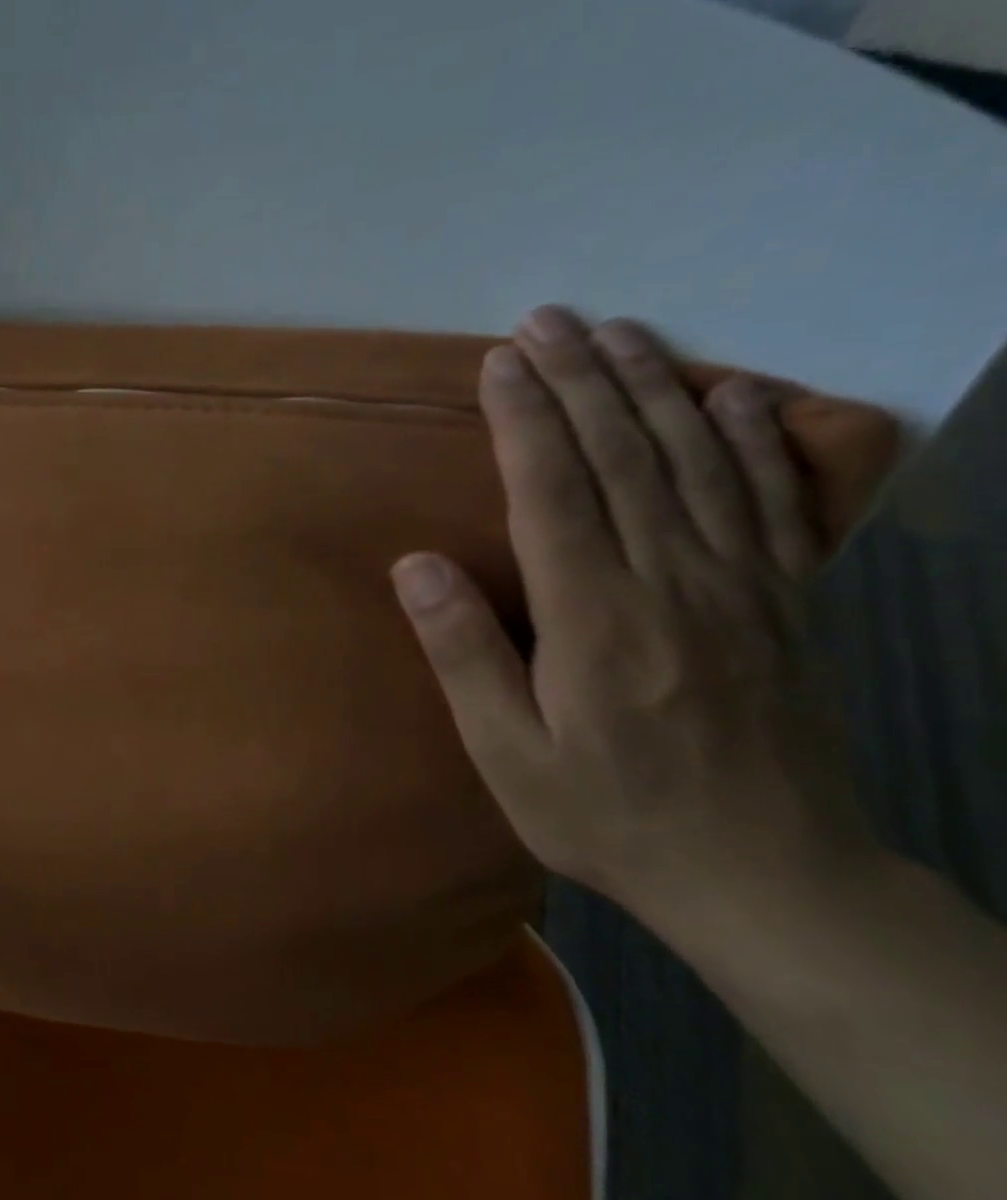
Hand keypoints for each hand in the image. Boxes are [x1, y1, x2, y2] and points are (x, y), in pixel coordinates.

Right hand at [391, 306, 871, 920]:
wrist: (768, 878)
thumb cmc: (610, 816)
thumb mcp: (509, 754)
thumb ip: (464, 654)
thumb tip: (416, 565)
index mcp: (593, 617)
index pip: (551, 490)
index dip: (523, 419)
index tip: (498, 363)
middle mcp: (671, 580)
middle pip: (620, 455)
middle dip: (578, 378)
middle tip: (545, 320)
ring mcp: (739, 585)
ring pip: (692, 460)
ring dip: (652, 386)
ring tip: (619, 330)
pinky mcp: (783, 601)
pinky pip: (767, 499)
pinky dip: (748, 438)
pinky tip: (730, 395)